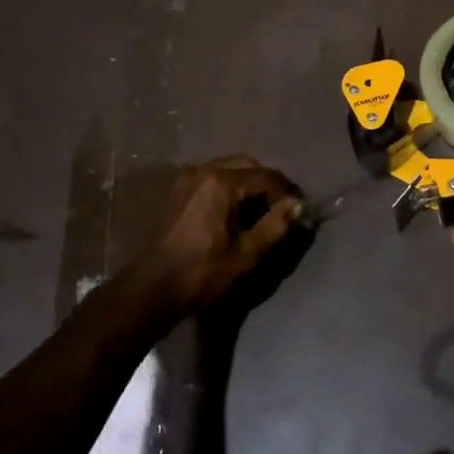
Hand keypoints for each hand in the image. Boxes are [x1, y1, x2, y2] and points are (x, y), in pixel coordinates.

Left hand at [137, 156, 304, 310]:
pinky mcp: (178, 191)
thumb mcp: (248, 253)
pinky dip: (230, 189)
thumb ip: (276, 225)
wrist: (154, 288)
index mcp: (221, 181)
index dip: (286, 191)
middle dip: (267, 184)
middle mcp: (203, 170)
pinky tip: (236, 213)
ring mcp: (187, 178)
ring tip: (260, 212)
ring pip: (229, 170)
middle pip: (247, 165)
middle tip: (281, 208)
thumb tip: (297, 205)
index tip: (299, 208)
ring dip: (248, 185)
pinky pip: (213, 179)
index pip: (266, 176)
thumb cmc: (204, 271)